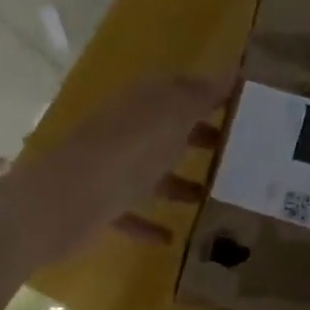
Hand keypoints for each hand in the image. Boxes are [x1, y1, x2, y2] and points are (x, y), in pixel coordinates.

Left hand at [0, 74, 230, 260]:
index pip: (182, 88)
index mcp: (143, 100)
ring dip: (178, 182)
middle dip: (198, 138)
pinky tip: (171, 238)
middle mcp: (125, 128)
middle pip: (167, 129)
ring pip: (150, 171)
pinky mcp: (99, 203)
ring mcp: (110, 167)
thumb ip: (202, 96)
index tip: (244, 109)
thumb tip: (232, 71)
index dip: (211, 95)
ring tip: (212, 196)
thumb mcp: (172, 116)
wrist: (65, 200)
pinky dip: (149, 222)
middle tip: (237, 154)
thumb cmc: (127, 152)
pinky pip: (130, 211)